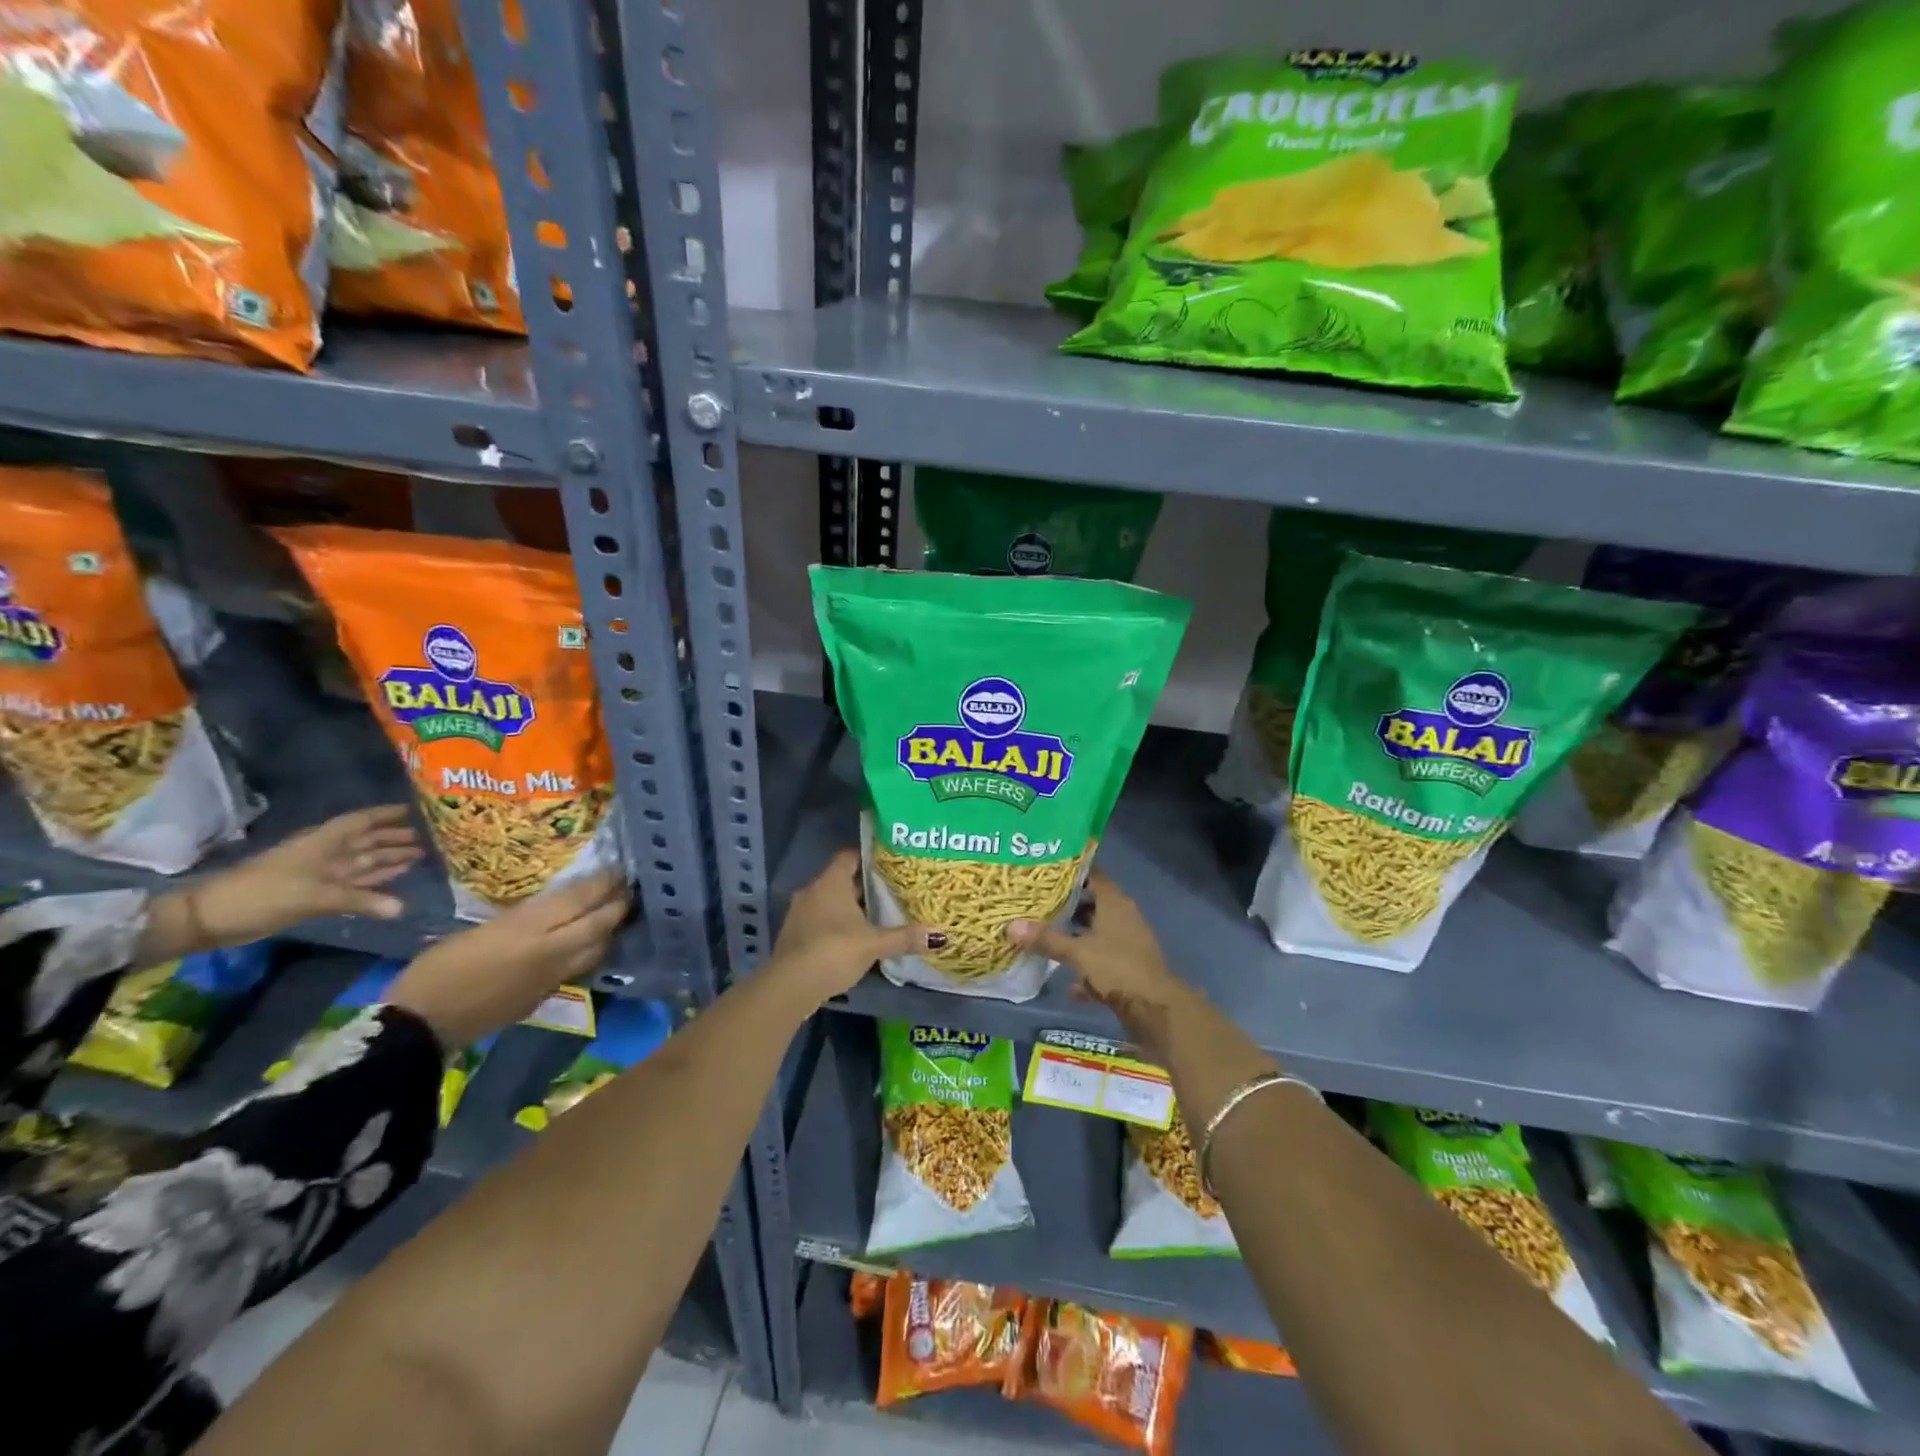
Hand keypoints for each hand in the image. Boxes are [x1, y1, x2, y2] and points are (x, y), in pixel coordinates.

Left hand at [146, 806, 423, 959]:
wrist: (210, 919)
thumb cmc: (261, 895)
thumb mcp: (312, 896)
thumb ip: (359, 901)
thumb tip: (402, 908)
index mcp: (323, 843)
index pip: (361, 822)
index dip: (386, 814)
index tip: (416, 810)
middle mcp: (326, 854)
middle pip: (366, 841)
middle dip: (394, 838)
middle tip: (429, 837)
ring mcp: (320, 874)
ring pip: (362, 862)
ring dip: (388, 858)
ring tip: (420, 855)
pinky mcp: (316, 894)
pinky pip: (355, 883)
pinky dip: (375, 880)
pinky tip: (394, 879)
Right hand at [386, 871, 630, 1050]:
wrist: (419, 1027)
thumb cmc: (437, 969)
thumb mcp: (479, 930)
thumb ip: (521, 918)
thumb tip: (551, 907)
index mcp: (526, 929)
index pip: (579, 899)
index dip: (602, 883)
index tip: (617, 869)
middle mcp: (549, 952)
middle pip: (599, 924)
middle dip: (618, 905)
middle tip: (627, 889)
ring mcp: (551, 978)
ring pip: (597, 949)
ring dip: (610, 930)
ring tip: (614, 914)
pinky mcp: (545, 998)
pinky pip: (580, 969)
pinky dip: (591, 952)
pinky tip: (588, 945)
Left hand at [769, 849, 941, 1001]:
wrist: (790, 986)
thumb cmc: (834, 951)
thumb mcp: (874, 944)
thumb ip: (904, 937)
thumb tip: (939, 935)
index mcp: (830, 882)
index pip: (849, 856)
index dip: (868, 856)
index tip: (889, 862)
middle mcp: (812, 891)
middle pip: (841, 880)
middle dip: (864, 886)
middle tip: (892, 891)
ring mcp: (800, 914)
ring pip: (830, 902)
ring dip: (849, 908)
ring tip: (877, 916)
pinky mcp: (794, 935)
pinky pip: (820, 921)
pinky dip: (836, 925)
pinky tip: (854, 940)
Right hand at [1009, 870, 1185, 1044]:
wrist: (1155, 1009)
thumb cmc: (1117, 967)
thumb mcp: (1077, 952)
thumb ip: (1046, 939)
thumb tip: (1010, 926)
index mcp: (1115, 903)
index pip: (1093, 875)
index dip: (1071, 872)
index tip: (1046, 871)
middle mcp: (1123, 917)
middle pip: (1092, 904)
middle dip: (1067, 906)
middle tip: (1037, 904)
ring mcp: (1128, 944)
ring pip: (1097, 934)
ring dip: (1076, 939)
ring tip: (1046, 939)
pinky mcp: (1129, 970)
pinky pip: (1103, 963)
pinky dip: (1087, 971)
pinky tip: (1070, 986)